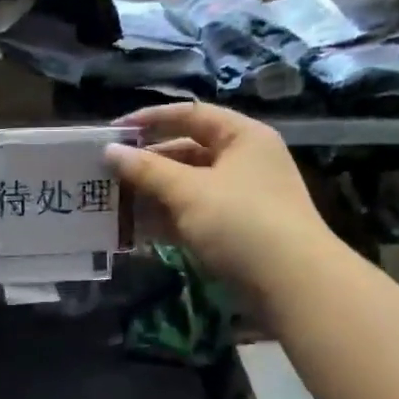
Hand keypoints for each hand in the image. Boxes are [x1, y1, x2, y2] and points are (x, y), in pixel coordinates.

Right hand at [104, 103, 334, 296]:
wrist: (292, 283)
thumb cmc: (240, 221)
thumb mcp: (188, 191)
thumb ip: (146, 169)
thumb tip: (109, 150)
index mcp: (241, 137)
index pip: (190, 115)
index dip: (150, 119)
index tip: (113, 132)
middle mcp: (243, 161)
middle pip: (186, 152)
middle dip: (146, 164)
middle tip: (106, 173)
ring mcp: (240, 198)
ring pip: (187, 187)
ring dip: (152, 194)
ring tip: (112, 202)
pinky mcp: (235, 231)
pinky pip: (193, 215)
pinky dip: (166, 219)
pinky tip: (134, 230)